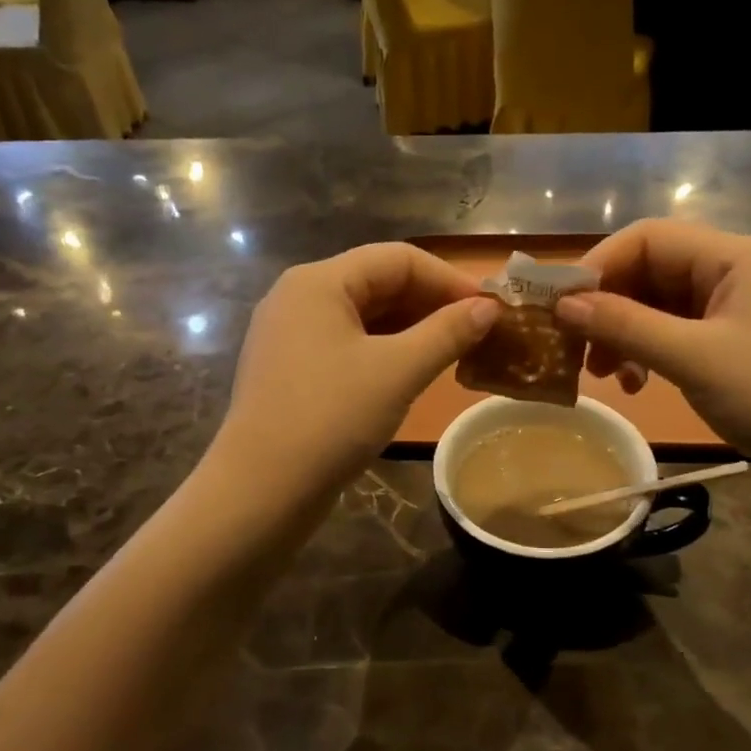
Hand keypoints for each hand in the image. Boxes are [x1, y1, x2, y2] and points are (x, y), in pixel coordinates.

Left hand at [219, 243, 499, 490]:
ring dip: (412, 329)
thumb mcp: (398, 371)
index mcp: (318, 282)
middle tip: (478, 332)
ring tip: (454, 352)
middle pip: (379, 283)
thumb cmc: (331, 419)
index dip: (449, 279)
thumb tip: (489, 308)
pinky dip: (385, 351)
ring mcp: (290, 335)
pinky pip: (348, 344)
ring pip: (364, 316)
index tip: (490, 309)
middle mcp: (299, 297)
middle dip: (432, 304)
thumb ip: (448, 333)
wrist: (260, 492)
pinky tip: (414, 372)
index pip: (398, 259)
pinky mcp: (291, 370)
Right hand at [557, 219, 750, 489]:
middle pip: (653, 271)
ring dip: (626, 334)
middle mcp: (738, 272)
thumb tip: (562, 304)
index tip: (558, 306)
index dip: (597, 266)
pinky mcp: (740, 346)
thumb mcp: (694, 358)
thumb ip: (625, 325)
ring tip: (606, 375)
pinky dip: (651, 353)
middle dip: (609, 307)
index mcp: (736, 256)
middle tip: (576, 349)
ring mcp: (741, 311)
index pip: (648, 238)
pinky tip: (639, 384)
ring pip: (662, 306)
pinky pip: (681, 335)